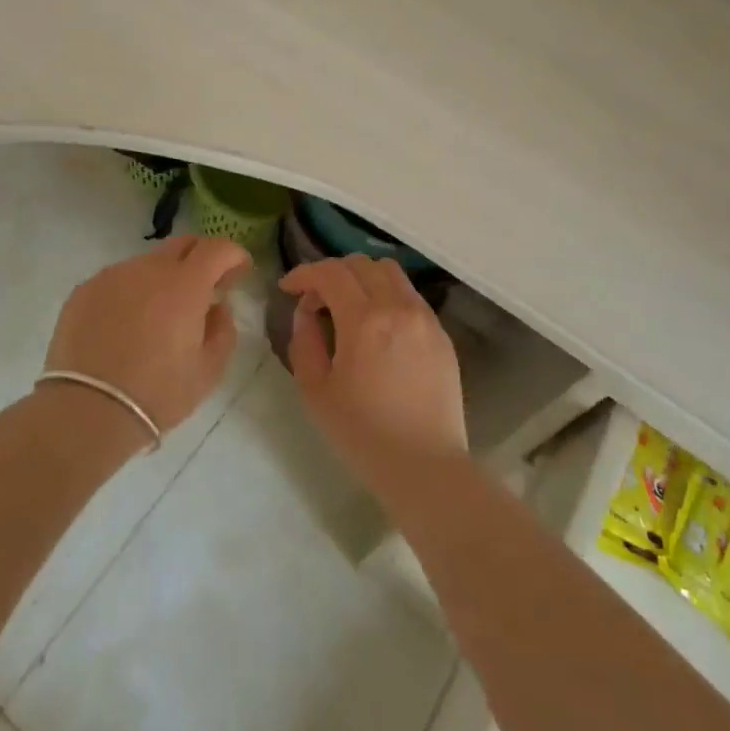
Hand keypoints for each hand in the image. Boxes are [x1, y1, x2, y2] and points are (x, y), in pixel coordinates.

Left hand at [44, 235, 250, 435]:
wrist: (87, 411)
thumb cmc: (158, 393)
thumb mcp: (209, 370)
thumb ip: (223, 329)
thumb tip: (217, 307)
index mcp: (185, 284)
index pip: (217, 248)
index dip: (234, 255)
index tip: (239, 272)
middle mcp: (149, 268)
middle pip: (182, 244)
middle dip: (200, 258)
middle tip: (204, 288)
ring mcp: (113, 275)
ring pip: (148, 263)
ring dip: (162, 279)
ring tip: (158, 315)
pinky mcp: (85, 289)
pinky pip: (118, 280)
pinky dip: (131, 293)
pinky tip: (125, 326)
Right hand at [281, 255, 467, 492]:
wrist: (426, 467)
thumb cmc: (363, 434)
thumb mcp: (316, 391)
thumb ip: (304, 342)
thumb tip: (306, 312)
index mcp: (364, 320)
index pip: (330, 272)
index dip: (304, 273)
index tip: (288, 288)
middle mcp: (398, 307)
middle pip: (360, 263)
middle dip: (331, 273)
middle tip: (316, 301)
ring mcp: (425, 317)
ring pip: (390, 272)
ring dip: (362, 278)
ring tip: (348, 306)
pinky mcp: (441, 333)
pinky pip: (409, 295)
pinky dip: (387, 295)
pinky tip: (378, 326)